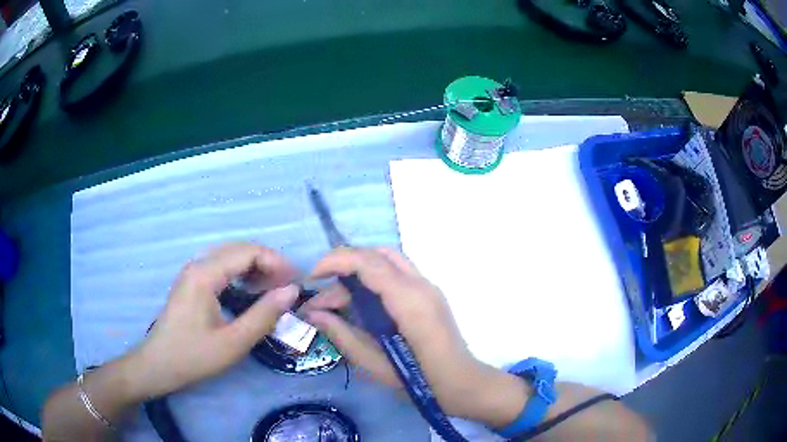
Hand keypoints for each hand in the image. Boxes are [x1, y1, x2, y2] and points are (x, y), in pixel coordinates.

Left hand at [123, 242, 298, 400]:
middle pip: (239, 250)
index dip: (276, 262)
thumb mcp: (234, 342)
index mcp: (205, 274)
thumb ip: (264, 315)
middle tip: (288, 287)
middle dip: (267, 263)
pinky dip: (241, 275)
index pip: (247, 252)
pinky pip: (221, 268)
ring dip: (255, 268)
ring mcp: (192, 273)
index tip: (296, 282)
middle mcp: (198, 265)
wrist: (158, 366)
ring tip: (273, 290)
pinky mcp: (191, 283)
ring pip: (230, 257)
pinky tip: (250, 292)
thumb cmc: (194, 356)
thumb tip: (292, 291)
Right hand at [300, 247, 529, 426]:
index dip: (334, 261)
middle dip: (343, 267)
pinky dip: (373, 278)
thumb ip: (343, 335)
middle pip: (376, 255)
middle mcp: (420, 284)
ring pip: (387, 260)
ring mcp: (428, 286)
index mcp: (408, 300)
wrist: (463, 383)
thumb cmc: (420, 381)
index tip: (311, 278)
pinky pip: (397, 272)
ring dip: (358, 271)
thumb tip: (314, 314)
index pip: (367, 262)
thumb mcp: (375, 364)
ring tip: (337, 301)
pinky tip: (360, 303)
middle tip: (322, 297)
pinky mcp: (429, 293)